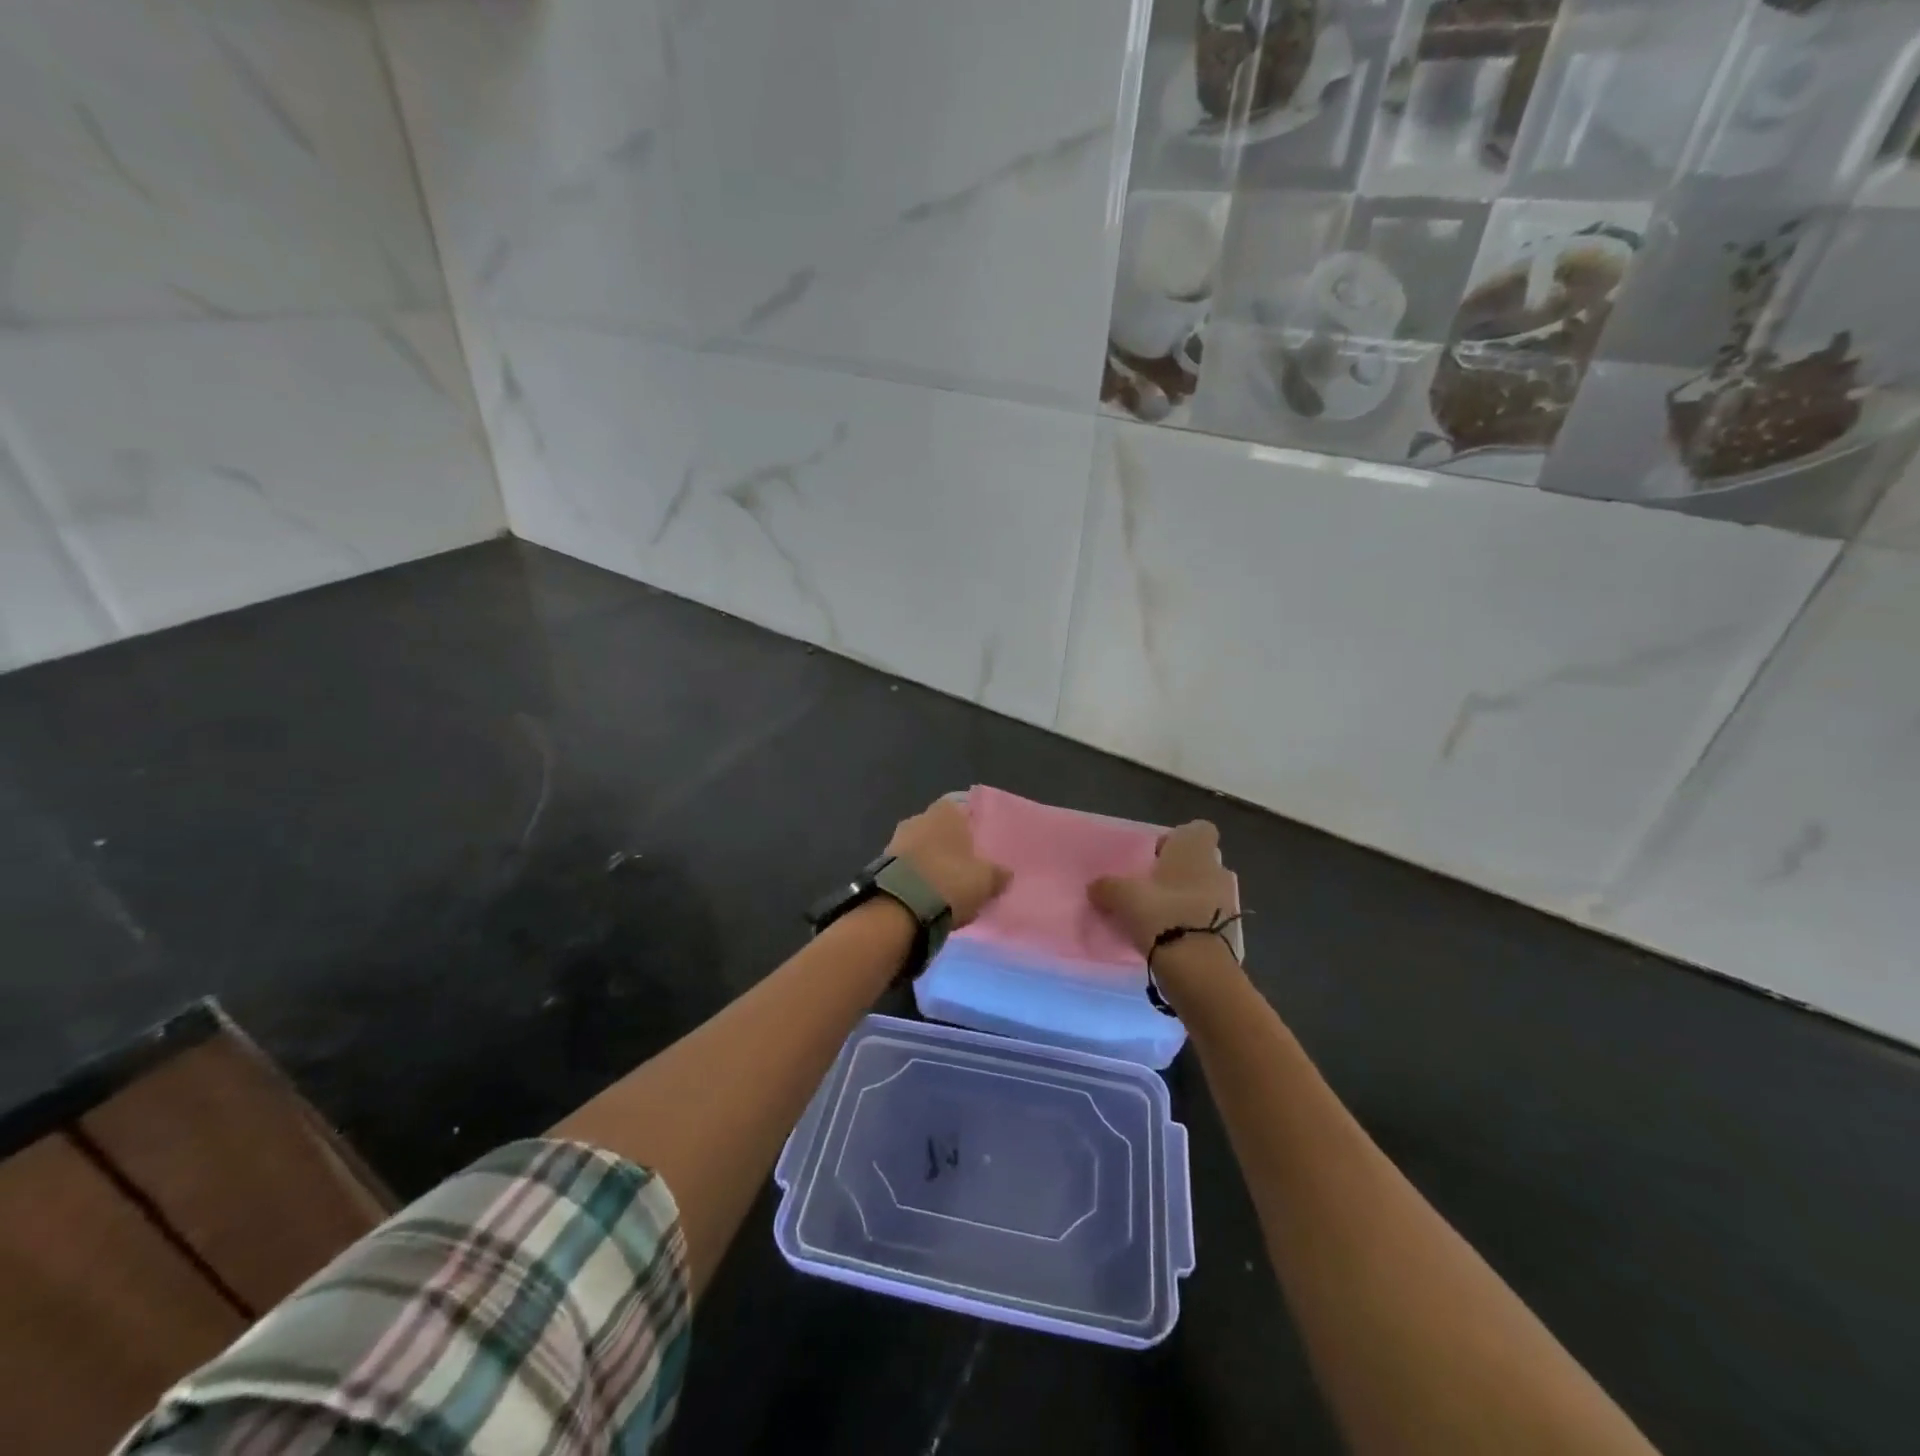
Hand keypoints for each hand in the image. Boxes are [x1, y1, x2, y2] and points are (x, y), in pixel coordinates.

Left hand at [887, 797, 1010, 928]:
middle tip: (967, 866)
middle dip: (951, 845)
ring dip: (932, 862)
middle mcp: (919, 818)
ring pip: (922, 848)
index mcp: (945, 811)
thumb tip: (1005, 873)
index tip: (981, 843)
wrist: (899, 907)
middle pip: (941, 829)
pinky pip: (908, 867)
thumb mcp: (985, 880)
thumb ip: (998, 873)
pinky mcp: (882, 864)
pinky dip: (917, 877)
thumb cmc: (949, 881)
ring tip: (947, 886)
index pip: (962, 807)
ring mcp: (897, 840)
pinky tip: (928, 896)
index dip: (972, 824)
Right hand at [1088, 820, 1236, 956]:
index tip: (1157, 856)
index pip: (1199, 829)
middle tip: (1152, 889)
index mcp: (1195, 851)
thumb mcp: (1123, 897)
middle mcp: (1217, 870)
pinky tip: (1172, 938)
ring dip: (1188, 899)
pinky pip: (1210, 918)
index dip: (1178, 839)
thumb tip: (1095, 886)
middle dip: (1180, 873)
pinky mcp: (1230, 932)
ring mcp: (1228, 902)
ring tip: (1160, 917)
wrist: (1198, 968)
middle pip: (1201, 862)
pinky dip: (1194, 924)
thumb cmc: (1162, 915)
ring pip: (1206, 890)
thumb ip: (1107, 887)